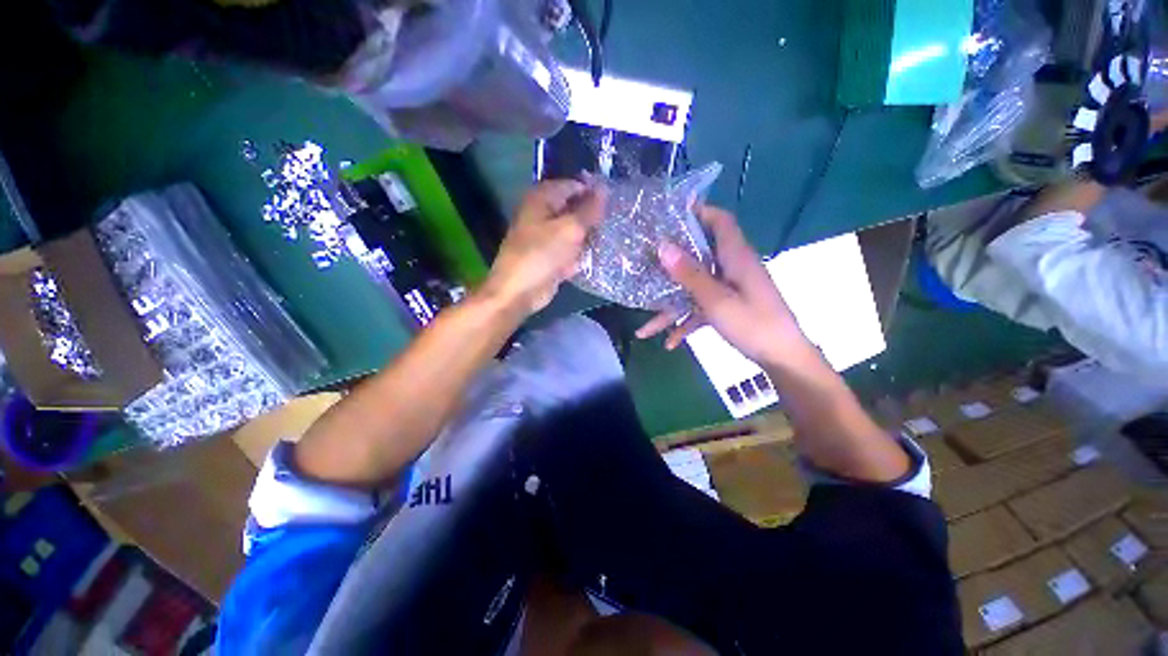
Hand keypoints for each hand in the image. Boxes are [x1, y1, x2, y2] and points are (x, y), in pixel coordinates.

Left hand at [480, 180, 605, 315]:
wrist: (520, 291)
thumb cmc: (542, 254)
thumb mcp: (570, 229)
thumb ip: (589, 209)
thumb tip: (605, 189)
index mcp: (542, 199)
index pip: (573, 186)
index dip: (593, 192)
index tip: (614, 203)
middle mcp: (543, 214)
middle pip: (574, 208)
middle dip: (592, 216)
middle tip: (614, 222)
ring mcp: (546, 237)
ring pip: (574, 230)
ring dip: (589, 236)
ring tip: (610, 238)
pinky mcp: (551, 256)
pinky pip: (571, 249)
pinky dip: (581, 252)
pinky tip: (598, 255)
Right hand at [635, 205, 809, 365]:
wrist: (782, 359)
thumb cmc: (754, 325)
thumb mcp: (717, 300)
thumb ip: (690, 274)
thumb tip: (663, 247)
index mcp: (736, 257)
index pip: (721, 221)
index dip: (700, 211)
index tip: (671, 214)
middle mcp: (731, 268)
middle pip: (700, 253)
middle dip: (673, 257)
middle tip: (646, 259)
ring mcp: (728, 289)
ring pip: (694, 287)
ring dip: (672, 304)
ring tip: (646, 323)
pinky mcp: (727, 307)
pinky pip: (700, 308)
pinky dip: (685, 322)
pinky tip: (669, 343)